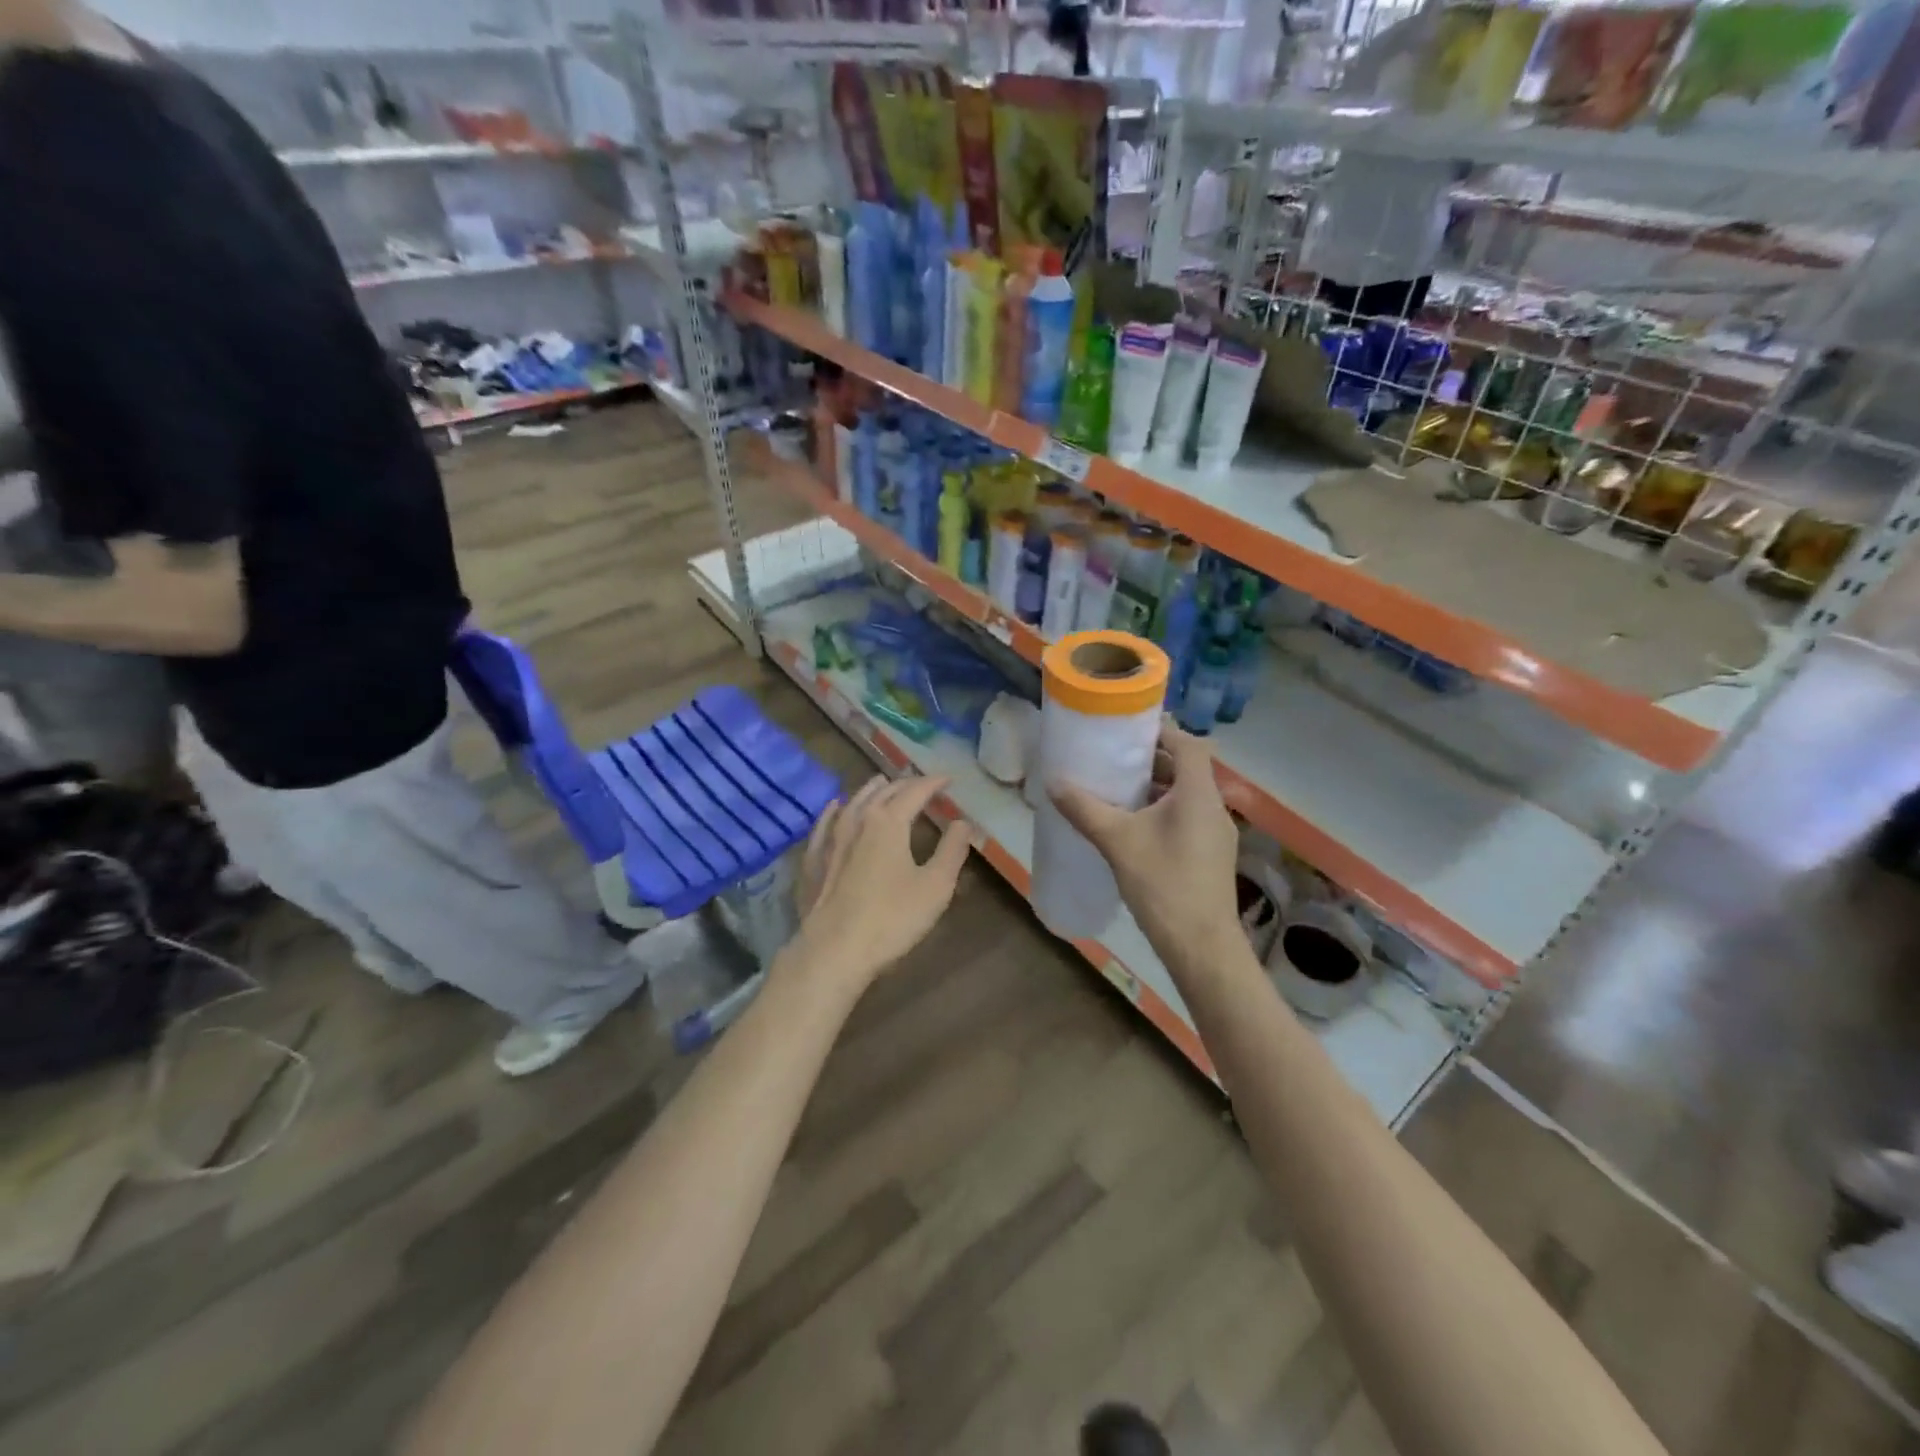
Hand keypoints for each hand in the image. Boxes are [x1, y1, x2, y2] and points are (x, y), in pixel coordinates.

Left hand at [789, 773, 974, 990]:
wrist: (834, 951)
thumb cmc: (892, 918)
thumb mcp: (935, 886)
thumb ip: (952, 850)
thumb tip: (963, 822)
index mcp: (889, 821)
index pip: (915, 791)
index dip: (934, 783)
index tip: (949, 780)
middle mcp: (857, 820)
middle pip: (884, 793)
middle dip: (906, 784)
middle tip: (922, 784)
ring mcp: (830, 839)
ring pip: (853, 802)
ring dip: (871, 790)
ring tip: (882, 783)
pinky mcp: (813, 860)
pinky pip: (824, 825)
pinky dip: (834, 811)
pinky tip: (835, 807)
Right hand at [1050, 720, 1240, 968]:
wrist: (1201, 946)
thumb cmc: (1163, 884)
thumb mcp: (1117, 842)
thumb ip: (1085, 809)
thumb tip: (1054, 783)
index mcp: (1198, 794)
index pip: (1188, 744)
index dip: (1161, 731)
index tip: (1128, 730)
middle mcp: (1214, 807)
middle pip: (1187, 769)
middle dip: (1151, 761)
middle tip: (1114, 760)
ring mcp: (1217, 834)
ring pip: (1187, 796)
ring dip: (1156, 789)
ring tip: (1118, 791)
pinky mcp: (1212, 856)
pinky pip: (1188, 818)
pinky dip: (1164, 812)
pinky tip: (1135, 828)